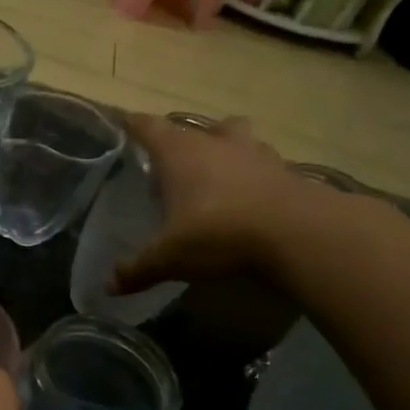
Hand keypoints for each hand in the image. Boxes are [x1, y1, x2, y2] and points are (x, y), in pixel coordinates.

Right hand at [112, 114, 329, 294]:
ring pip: (235, 136)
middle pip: (194, 127)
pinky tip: (251, 197)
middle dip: (182, 140)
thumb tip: (109, 285)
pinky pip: (264, 164)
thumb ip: (137, 269)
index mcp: (179, 153)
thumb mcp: (169, 257)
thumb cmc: (219, 233)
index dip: (132, 125)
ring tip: (217, 174)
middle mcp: (215, 143)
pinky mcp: (287, 171)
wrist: (300, 234)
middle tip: (172, 163)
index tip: (122, 124)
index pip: (147, 127)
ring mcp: (255, 153)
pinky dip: (254, 174)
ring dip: (224, 148)